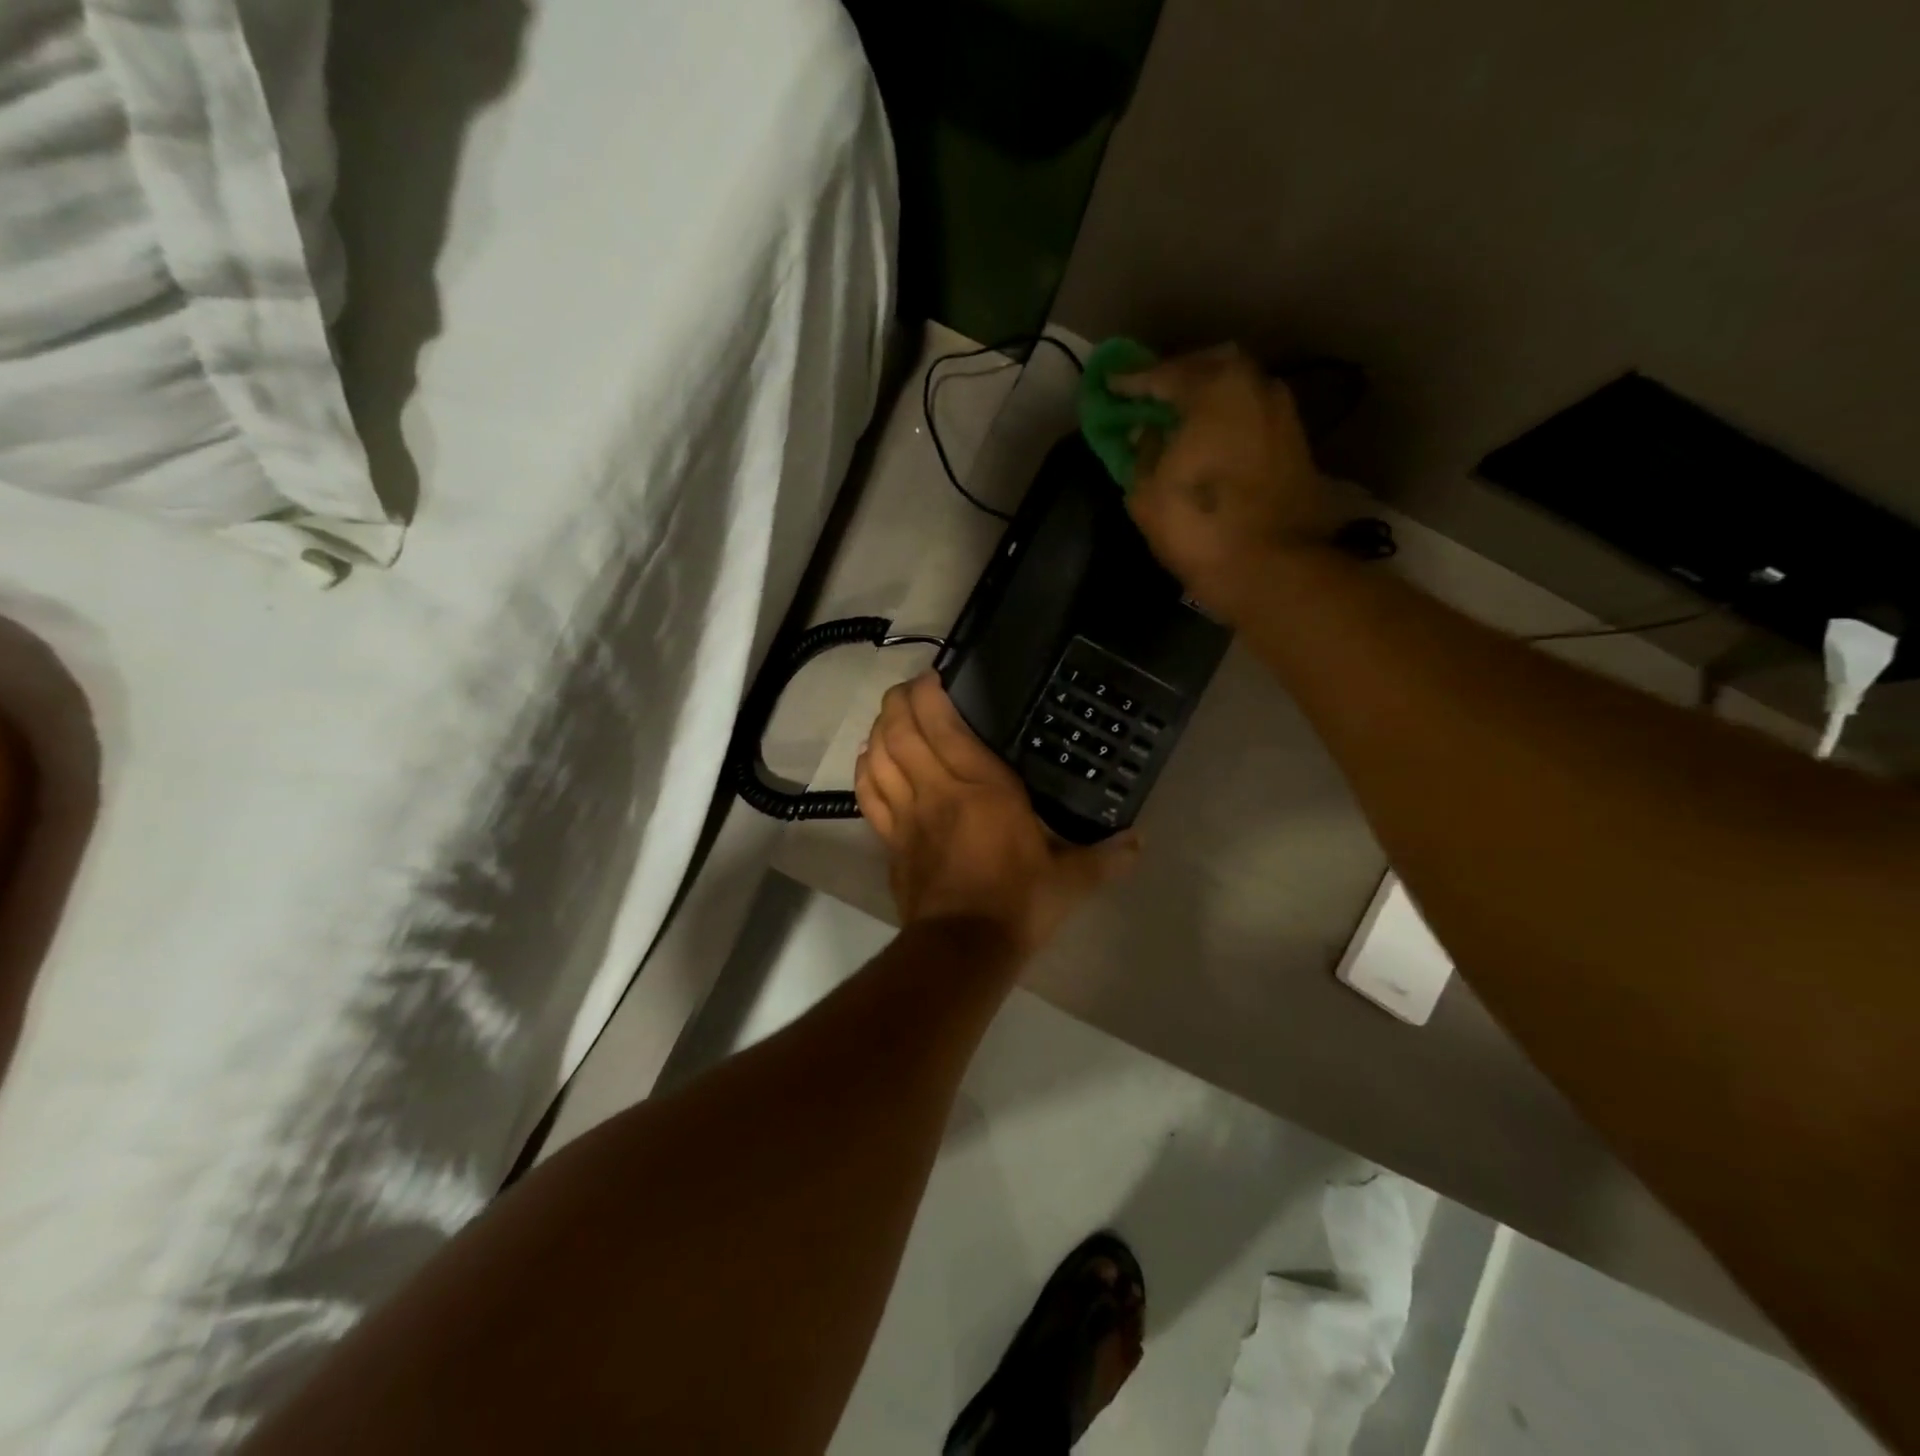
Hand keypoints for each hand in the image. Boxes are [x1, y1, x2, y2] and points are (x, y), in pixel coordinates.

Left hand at [855, 674, 1139, 956]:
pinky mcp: (891, 841)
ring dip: (879, 730)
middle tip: (906, 689)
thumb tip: (1140, 842)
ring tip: (887, 717)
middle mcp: (938, 789)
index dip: (930, 695)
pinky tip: (868, 759)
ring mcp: (907, 815)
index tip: (931, 678)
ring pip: (881, 758)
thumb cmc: (1019, 903)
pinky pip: (868, 796)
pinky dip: (864, 771)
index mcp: (982, 786)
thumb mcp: (1071, 880)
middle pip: (902, 732)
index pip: (944, 726)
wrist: (964, 948)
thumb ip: (1105, 856)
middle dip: (898, 703)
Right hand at [1114, 345, 1335, 620]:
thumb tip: (1148, 434)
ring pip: (1238, 391)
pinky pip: (1253, 418)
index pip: (1164, 374)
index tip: (1112, 386)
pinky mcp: (1297, 445)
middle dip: (1179, 377)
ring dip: (1209, 399)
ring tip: (1183, 419)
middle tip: (1153, 395)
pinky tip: (1213, 440)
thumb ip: (1143, 452)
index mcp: (1215, 389)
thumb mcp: (1147, 493)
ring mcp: (1283, 415)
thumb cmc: (1200, 526)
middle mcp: (1256, 387)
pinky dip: (1230, 422)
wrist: (1273, 569)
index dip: (1133, 382)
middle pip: (1211, 367)